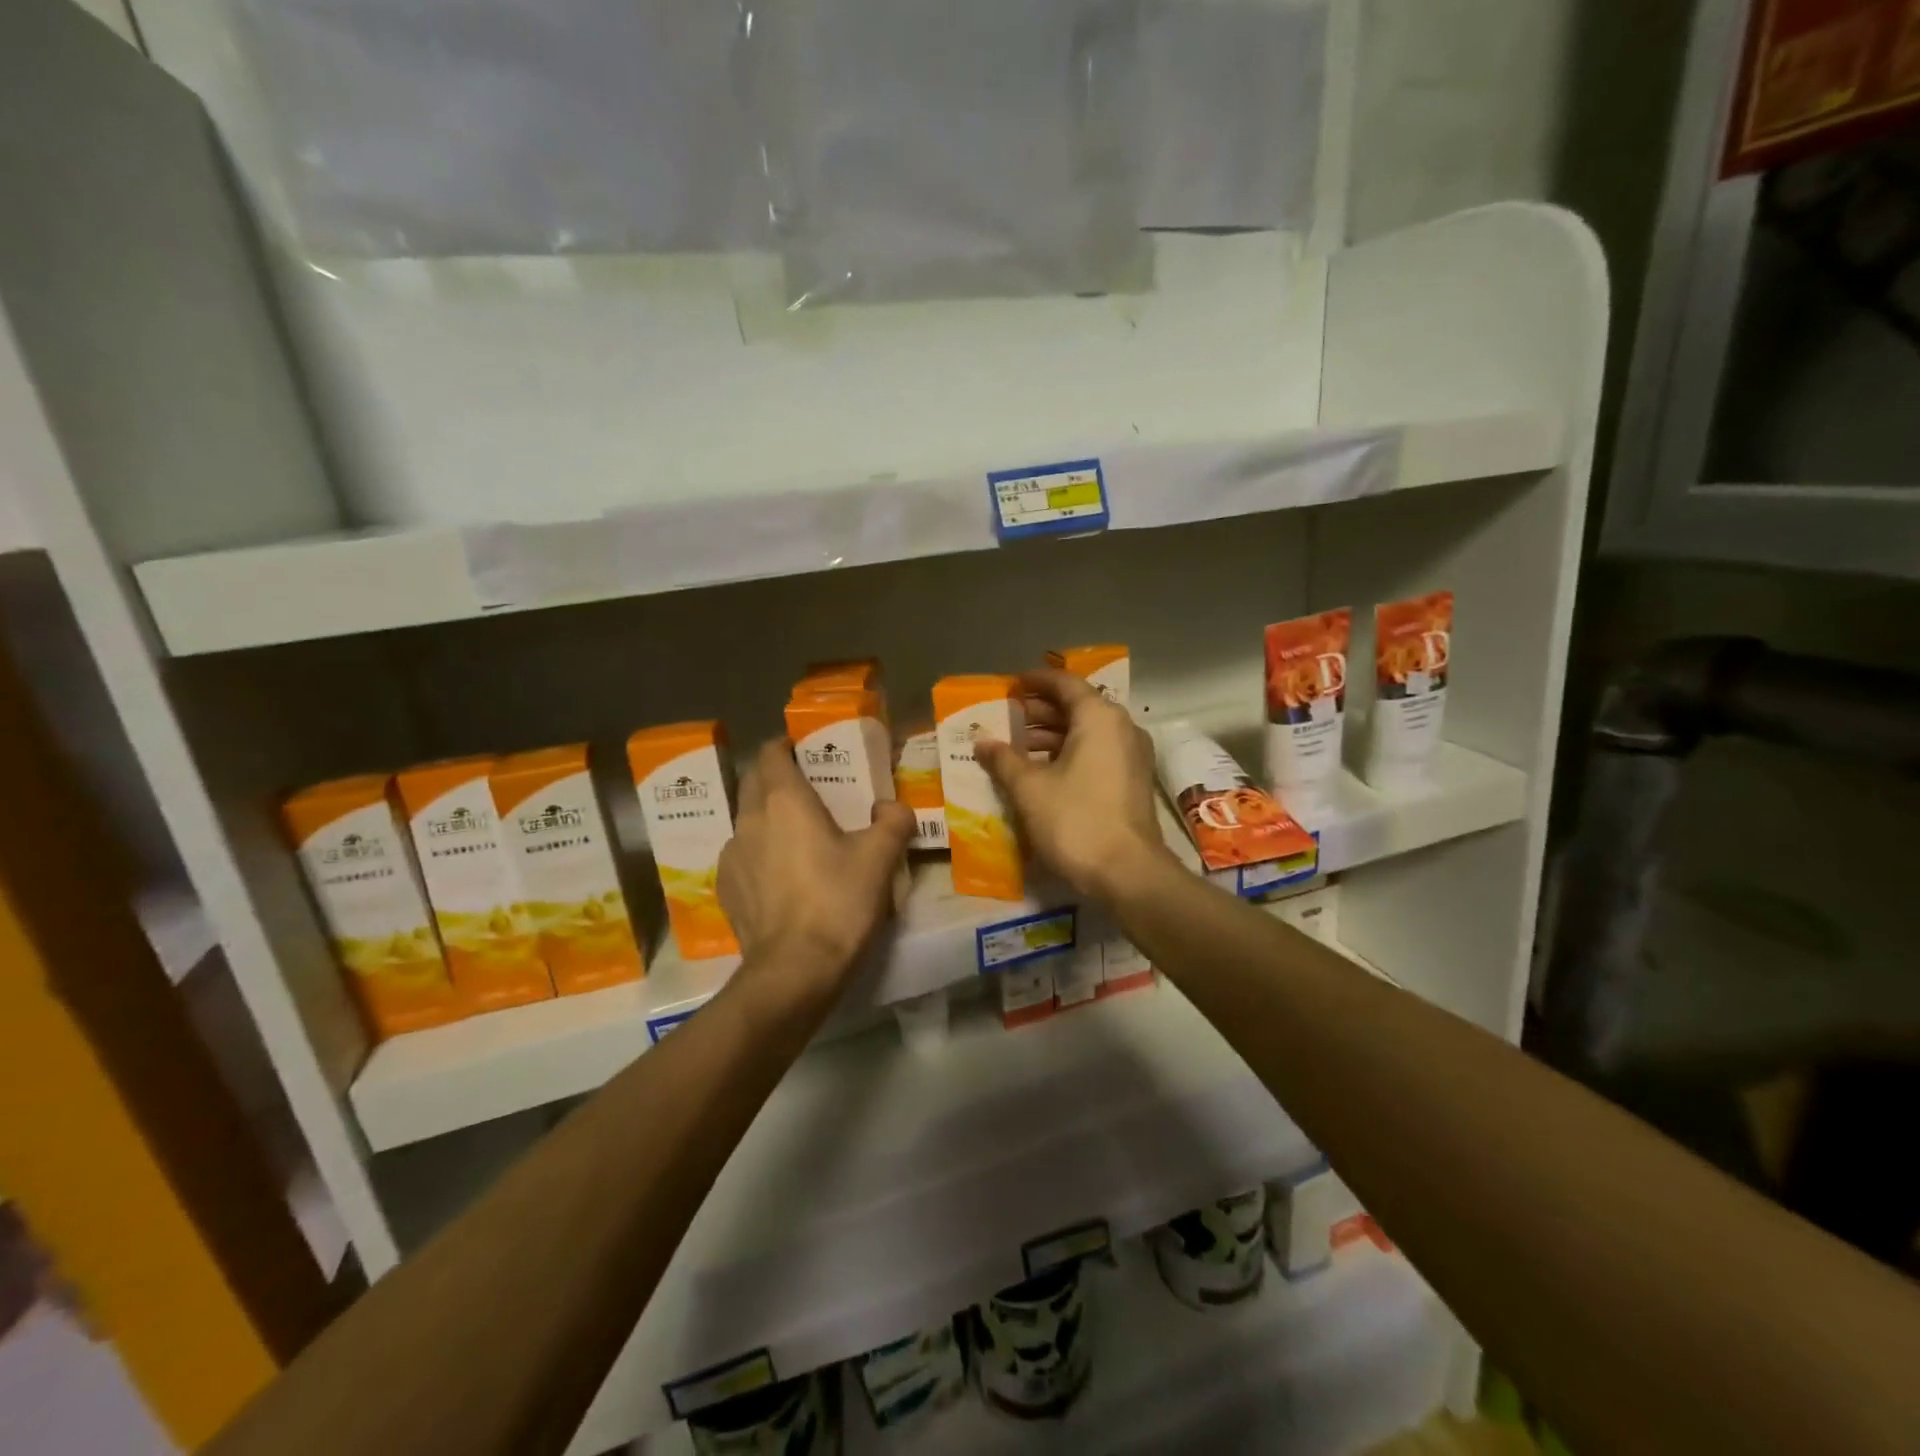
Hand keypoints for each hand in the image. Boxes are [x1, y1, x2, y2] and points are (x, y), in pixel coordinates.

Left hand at [718, 740, 913, 1015]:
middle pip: (754, 782)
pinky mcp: (725, 888)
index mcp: (784, 800)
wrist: (794, 970)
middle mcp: (750, 819)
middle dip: (776, 778)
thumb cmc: (838, 902)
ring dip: (768, 818)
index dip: (787, 746)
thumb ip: (893, 821)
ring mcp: (731, 855)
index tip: (807, 752)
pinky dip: (759, 854)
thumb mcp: (880, 858)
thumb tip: (892, 808)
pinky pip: (742, 856)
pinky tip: (782, 877)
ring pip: (747, 820)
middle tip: (810, 791)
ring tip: (797, 837)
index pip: (771, 753)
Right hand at [974, 670, 1174, 902]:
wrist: (1128, 873)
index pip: (1065, 683)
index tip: (1010, 685)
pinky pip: (1097, 753)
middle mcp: (1121, 728)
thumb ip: (1003, 759)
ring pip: (1086, 733)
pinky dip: (1068, 754)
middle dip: (1039, 712)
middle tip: (1005, 718)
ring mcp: (1131, 756)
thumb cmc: (1075, 820)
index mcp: (1099, 717)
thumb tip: (982, 741)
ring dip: (1051, 736)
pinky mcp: (1132, 782)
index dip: (1035, 681)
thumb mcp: (1030, 788)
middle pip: (1077, 707)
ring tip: (1016, 747)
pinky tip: (1040, 772)